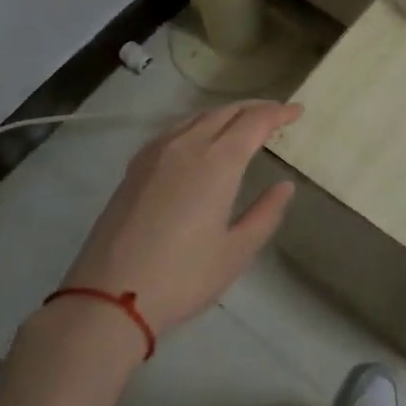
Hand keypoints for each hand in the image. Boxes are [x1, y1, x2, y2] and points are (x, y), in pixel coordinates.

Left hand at [56, 101, 302, 338]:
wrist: (108, 297)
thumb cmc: (183, 277)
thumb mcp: (236, 252)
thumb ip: (265, 214)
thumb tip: (284, 186)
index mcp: (218, 162)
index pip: (254, 122)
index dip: (278, 112)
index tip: (297, 112)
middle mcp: (187, 145)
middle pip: (226, 112)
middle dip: (254, 108)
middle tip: (276, 114)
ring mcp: (156, 153)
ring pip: (197, 117)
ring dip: (225, 114)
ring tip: (242, 123)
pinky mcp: (135, 167)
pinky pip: (174, 130)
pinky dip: (198, 124)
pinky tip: (199, 139)